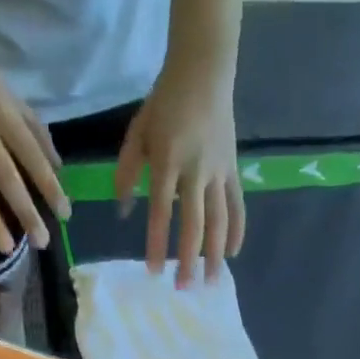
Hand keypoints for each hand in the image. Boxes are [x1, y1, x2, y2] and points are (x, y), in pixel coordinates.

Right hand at [0, 10, 69, 253]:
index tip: (65, 213)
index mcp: (3, 112)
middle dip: (27, 213)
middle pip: (8, 179)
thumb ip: (33, 127)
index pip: (33, 156)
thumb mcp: (6, 91)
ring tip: (7, 249)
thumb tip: (57, 166)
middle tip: (42, 242)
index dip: (50, 186)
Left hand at [114, 61, 244, 285]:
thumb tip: (122, 211)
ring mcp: (218, 172)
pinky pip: (237, 206)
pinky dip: (237, 231)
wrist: (203, 70)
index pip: (160, 211)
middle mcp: (195, 171)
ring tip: (211, 281)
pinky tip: (232, 254)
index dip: (157, 242)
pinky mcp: (233, 169)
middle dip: (189, 259)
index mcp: (168, 161)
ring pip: (219, 220)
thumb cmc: (165, 102)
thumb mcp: (138, 132)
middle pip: (194, 224)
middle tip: (184, 288)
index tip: (153, 270)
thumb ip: (127, 171)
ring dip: (215, 254)